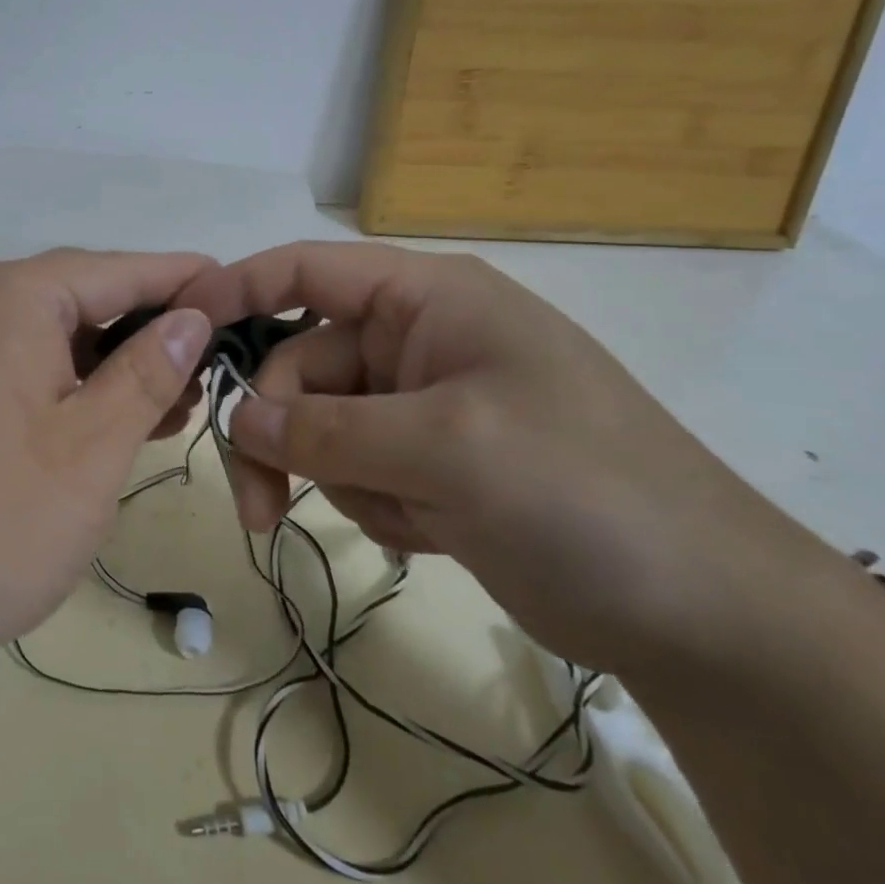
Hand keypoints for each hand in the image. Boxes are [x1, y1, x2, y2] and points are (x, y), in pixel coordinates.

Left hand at [0, 249, 213, 683]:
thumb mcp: (93, 446)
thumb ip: (149, 370)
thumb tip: (192, 314)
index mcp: (12, 296)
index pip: (119, 268)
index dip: (184, 279)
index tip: (239, 290)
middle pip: (84, 295)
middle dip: (150, 328)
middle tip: (212, 366)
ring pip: (53, 334)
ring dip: (113, 363)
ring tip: (174, 403)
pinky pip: (21, 363)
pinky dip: (70, 384)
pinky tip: (111, 419)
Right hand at [175, 242, 821, 675]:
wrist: (704, 613)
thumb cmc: (581, 492)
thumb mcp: (445, 447)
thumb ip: (325, 427)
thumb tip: (237, 417)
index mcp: (427, 299)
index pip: (308, 270)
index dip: (238, 288)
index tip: (180, 328)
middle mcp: (417, 340)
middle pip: (300, 366)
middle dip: (277, 431)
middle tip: (259, 505)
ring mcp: (421, 405)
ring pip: (320, 425)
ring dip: (332, 475)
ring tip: (397, 520)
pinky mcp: (428, 464)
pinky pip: (354, 468)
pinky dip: (372, 502)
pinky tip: (428, 533)